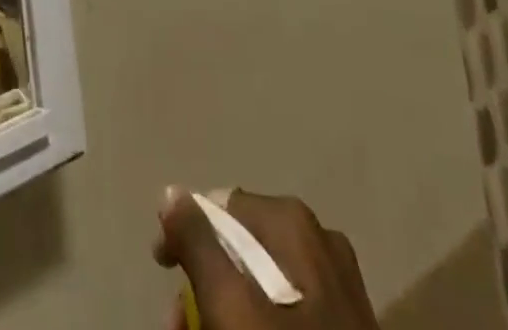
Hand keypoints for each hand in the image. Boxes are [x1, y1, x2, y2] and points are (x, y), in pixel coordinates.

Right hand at [154, 189, 378, 329]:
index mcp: (293, 219)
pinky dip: (258, 320)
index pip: (222, 205)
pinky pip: (290, 309)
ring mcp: (338, 282)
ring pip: (264, 282)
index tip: (160, 265)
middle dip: (204, 277)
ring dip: (225, 303)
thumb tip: (172, 190)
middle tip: (179, 317)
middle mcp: (319, 237)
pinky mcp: (347, 322)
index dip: (184, 230)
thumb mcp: (231, 303)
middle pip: (243, 246)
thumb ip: (197, 242)